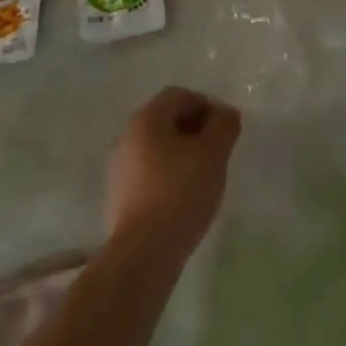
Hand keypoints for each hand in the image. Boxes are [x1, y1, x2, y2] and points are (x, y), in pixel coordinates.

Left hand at [105, 87, 241, 258]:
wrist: (144, 250)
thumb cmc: (181, 192)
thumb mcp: (214, 154)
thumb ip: (224, 125)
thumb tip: (226, 113)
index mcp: (146, 119)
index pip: (179, 95)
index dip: (206, 105)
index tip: (224, 129)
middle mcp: (127, 136)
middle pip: (165, 119)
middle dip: (195, 129)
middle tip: (218, 151)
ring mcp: (119, 167)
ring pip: (157, 147)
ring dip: (182, 152)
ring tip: (204, 176)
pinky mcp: (119, 195)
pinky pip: (148, 172)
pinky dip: (168, 174)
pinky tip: (184, 197)